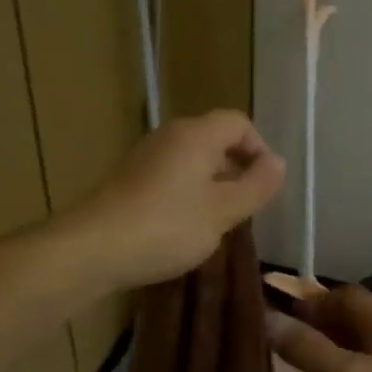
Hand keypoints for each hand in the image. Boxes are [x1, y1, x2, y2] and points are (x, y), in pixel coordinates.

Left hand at [73, 111, 286, 288]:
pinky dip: (188, 193)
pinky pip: (172, 175)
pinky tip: (185, 227)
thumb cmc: (167, 226)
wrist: (93, 248)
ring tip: (218, 220)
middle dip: (237, 168)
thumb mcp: (223, 211)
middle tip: (246, 206)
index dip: (259, 149)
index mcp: (197, 134)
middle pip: (215, 138)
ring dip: (213, 183)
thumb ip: (256, 186)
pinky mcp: (130, 179)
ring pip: (193, 159)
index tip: (265, 186)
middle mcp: (170, 135)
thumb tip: (278, 163)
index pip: (239, 123)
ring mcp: (146, 156)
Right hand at [268, 284, 371, 371]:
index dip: (313, 300)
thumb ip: (307, 348)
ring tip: (310, 368)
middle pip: (357, 317)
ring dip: (338, 348)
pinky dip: (355, 369)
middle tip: (290, 343)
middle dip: (323, 324)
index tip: (284, 316)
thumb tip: (268, 318)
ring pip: (368, 343)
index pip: (345, 294)